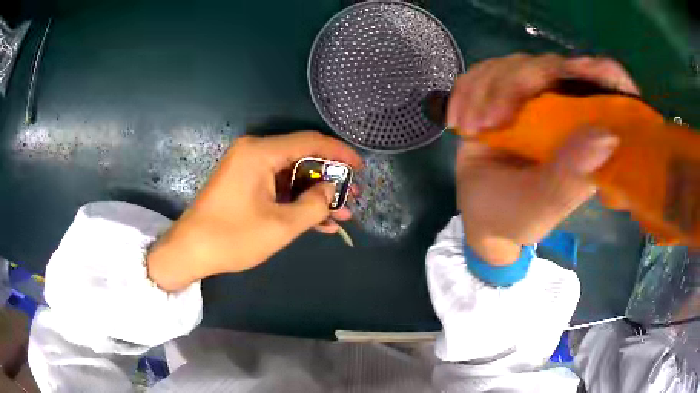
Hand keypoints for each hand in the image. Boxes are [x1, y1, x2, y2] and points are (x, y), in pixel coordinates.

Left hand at [147, 132, 362, 290]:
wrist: (190, 251)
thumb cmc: (232, 237)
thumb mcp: (281, 225)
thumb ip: (314, 204)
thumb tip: (332, 189)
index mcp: (261, 152)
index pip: (310, 142)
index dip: (340, 154)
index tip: (361, 168)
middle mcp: (254, 152)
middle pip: (302, 158)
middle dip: (329, 179)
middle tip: (352, 197)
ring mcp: (248, 168)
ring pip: (291, 175)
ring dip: (315, 195)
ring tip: (341, 213)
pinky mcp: (244, 183)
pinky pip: (277, 186)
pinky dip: (296, 201)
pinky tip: (318, 220)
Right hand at [449, 53, 637, 263]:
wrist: (480, 214)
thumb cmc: (516, 216)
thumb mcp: (542, 207)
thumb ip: (570, 177)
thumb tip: (607, 136)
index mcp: (587, 137)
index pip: (608, 91)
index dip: (603, 74)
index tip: (585, 70)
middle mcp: (564, 109)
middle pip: (551, 67)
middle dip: (514, 84)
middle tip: (490, 121)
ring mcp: (533, 97)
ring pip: (513, 65)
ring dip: (484, 91)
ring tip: (470, 128)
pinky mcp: (503, 92)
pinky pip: (484, 72)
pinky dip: (467, 91)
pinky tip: (459, 120)